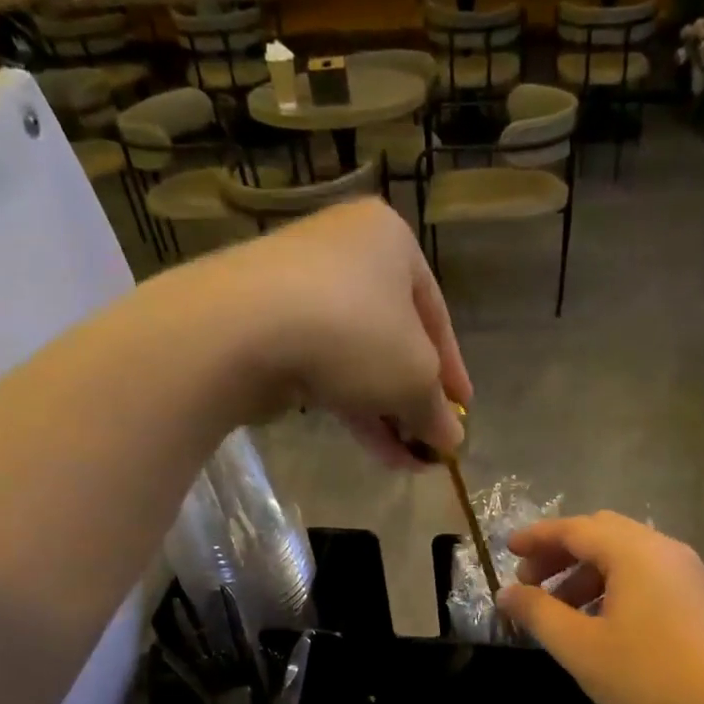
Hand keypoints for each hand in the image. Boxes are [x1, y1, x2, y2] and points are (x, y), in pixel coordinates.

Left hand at [171, 199, 471, 462]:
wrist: (242, 330)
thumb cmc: (355, 334)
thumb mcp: (416, 378)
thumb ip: (438, 411)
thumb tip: (452, 441)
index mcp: (390, 241)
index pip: (436, 314)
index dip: (453, 371)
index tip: (462, 412)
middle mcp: (345, 252)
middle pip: (394, 339)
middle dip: (414, 399)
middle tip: (429, 441)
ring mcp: (300, 286)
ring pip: (358, 359)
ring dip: (386, 414)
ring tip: (406, 462)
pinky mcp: (268, 323)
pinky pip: (324, 367)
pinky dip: (351, 406)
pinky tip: (374, 450)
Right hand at [495, 513, 703, 703]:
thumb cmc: (653, 675)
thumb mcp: (582, 649)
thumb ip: (538, 615)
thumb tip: (506, 592)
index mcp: (632, 551)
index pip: (574, 528)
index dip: (536, 537)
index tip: (506, 550)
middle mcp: (662, 549)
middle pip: (601, 534)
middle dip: (560, 554)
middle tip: (531, 584)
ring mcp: (687, 571)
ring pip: (625, 557)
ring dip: (586, 574)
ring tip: (562, 612)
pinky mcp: (701, 596)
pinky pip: (646, 576)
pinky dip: (614, 587)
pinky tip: (604, 625)